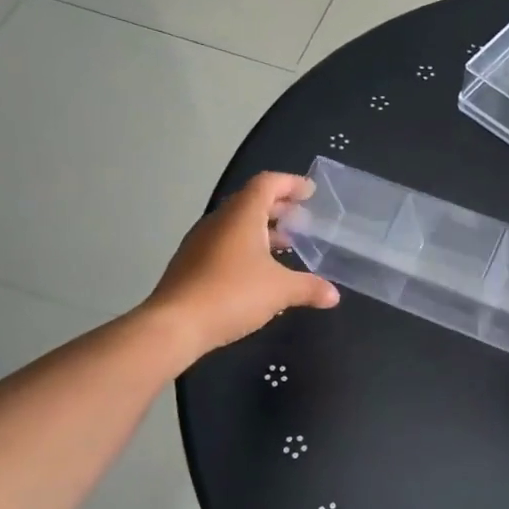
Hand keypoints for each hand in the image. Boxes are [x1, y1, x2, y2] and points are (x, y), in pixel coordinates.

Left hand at [144, 172, 338, 362]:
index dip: (290, 183)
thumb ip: (309, 288)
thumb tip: (333, 294)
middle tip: (303, 220)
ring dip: (262, 230)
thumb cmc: (232, 294)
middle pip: (251, 202)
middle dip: (279, 208)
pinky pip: (225, 244)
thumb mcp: (280, 291)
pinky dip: (247, 248)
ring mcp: (201, 242)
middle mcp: (219, 221)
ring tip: (286, 245)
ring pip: (237, 225)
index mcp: (241, 215)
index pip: (267, 183)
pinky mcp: (191, 264)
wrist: (175, 325)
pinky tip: (260, 272)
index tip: (310, 192)